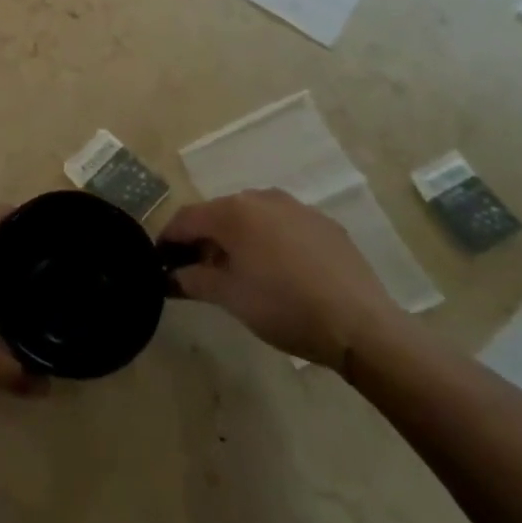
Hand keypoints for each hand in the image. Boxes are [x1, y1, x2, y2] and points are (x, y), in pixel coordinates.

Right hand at [161, 189, 408, 372]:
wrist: (360, 324)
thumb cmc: (284, 307)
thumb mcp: (230, 297)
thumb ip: (193, 280)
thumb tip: (170, 275)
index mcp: (233, 212)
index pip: (186, 218)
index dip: (169, 239)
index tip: (160, 262)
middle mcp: (261, 198)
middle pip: (219, 215)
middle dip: (204, 240)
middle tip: (200, 272)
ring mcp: (296, 207)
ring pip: (253, 218)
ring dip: (238, 239)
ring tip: (241, 273)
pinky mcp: (324, 223)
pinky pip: (284, 226)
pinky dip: (271, 242)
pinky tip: (282, 273)